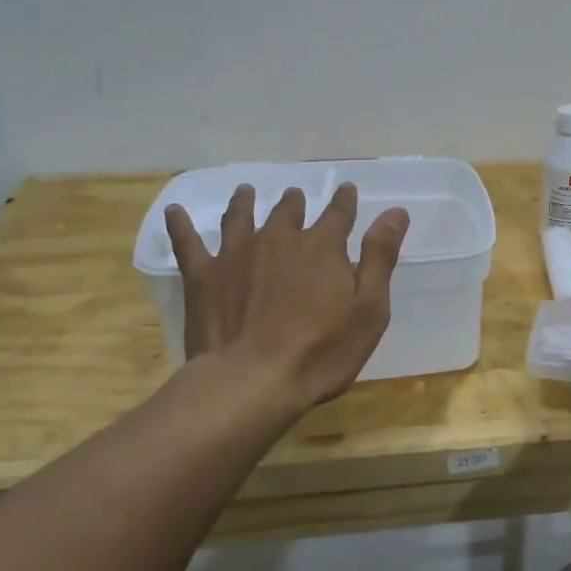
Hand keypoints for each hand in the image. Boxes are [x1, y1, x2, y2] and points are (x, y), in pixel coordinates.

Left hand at [165, 184, 409, 408]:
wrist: (253, 380)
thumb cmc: (322, 351)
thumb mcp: (369, 308)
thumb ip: (380, 257)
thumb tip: (396, 212)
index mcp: (322, 247)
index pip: (339, 213)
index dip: (345, 201)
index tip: (347, 190)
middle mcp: (279, 239)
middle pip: (288, 212)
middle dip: (295, 202)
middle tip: (295, 196)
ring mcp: (236, 254)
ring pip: (241, 217)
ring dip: (245, 202)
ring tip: (246, 191)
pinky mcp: (203, 276)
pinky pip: (188, 242)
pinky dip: (181, 225)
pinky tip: (175, 213)